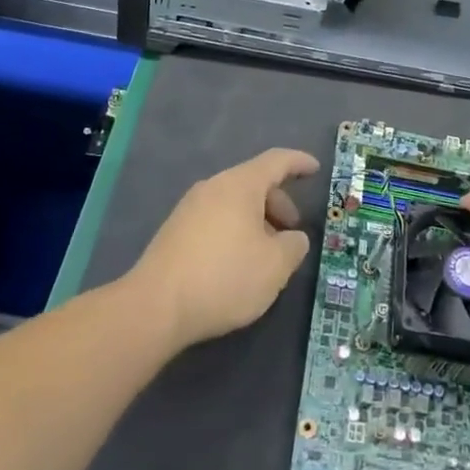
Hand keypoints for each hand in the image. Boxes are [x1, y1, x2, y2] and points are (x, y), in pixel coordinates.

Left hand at [126, 148, 318, 352]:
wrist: (154, 307)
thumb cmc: (224, 277)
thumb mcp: (275, 266)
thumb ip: (294, 246)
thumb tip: (293, 238)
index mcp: (240, 185)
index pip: (276, 161)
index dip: (299, 163)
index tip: (315, 169)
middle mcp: (213, 187)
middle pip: (254, 183)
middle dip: (279, 204)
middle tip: (292, 232)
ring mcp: (189, 208)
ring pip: (234, 204)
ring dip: (257, 221)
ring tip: (266, 255)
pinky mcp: (175, 232)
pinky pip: (216, 219)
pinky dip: (235, 231)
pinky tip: (237, 264)